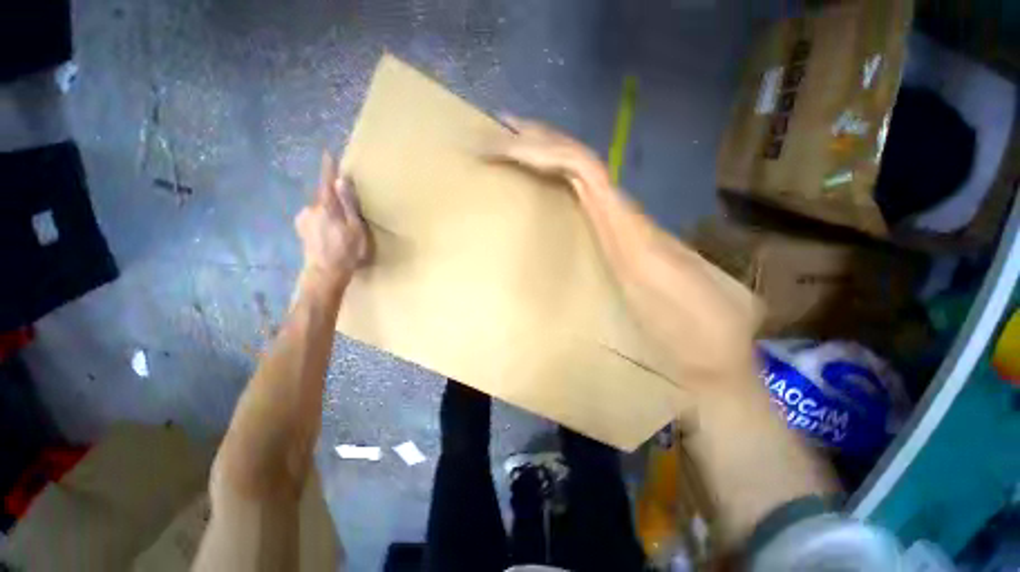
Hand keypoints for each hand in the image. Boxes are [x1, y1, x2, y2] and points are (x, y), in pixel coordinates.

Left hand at [295, 151, 370, 284]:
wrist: (325, 273)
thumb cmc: (346, 251)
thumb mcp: (354, 228)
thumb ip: (347, 204)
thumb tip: (340, 181)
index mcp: (326, 207)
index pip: (327, 182)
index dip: (328, 168)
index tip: (327, 152)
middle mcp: (310, 209)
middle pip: (323, 196)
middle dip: (332, 196)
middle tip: (345, 207)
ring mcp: (303, 219)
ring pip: (318, 208)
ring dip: (328, 210)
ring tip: (339, 224)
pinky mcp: (301, 229)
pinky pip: (313, 217)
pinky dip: (322, 218)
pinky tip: (329, 231)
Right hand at [489, 117, 760, 398]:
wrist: (709, 361)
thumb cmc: (691, 339)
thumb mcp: (673, 293)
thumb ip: (636, 248)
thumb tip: (605, 221)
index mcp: (628, 226)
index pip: (585, 170)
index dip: (548, 151)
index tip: (509, 142)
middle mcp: (622, 219)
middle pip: (579, 166)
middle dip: (539, 145)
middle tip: (499, 135)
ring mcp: (622, 231)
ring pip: (581, 180)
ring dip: (547, 161)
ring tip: (511, 151)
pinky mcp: (622, 246)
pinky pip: (587, 204)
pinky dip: (560, 187)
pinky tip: (541, 186)